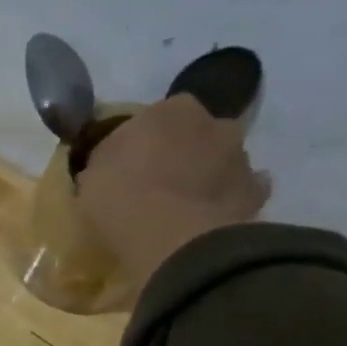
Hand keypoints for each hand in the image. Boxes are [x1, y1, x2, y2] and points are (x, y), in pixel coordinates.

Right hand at [73, 95, 268, 282]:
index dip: (143, 141)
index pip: (157, 117)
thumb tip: (111, 165)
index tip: (130, 164)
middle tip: (159, 184)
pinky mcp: (255, 192)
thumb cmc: (121, 198)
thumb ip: (106, 162)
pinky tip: (212, 219)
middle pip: (195, 134)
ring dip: (207, 175)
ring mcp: (239, 156)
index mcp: (170, 109)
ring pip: (222, 160)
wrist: (171, 236)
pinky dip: (230, 201)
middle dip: (182, 153)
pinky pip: (243, 192)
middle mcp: (212, 121)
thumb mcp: (91, 178)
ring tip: (185, 206)